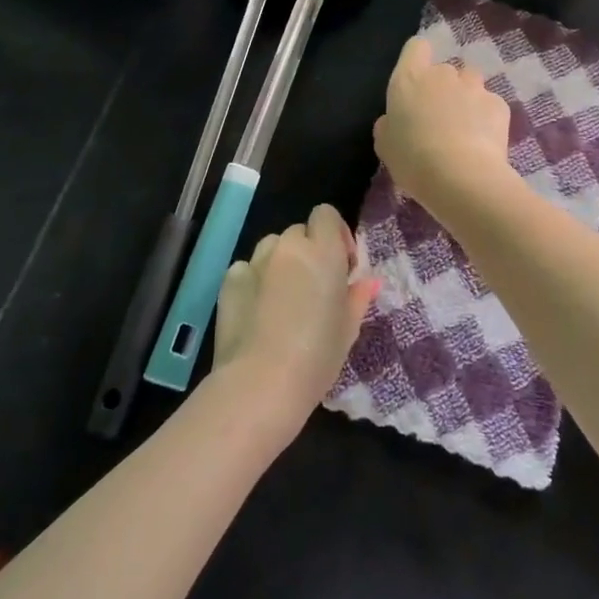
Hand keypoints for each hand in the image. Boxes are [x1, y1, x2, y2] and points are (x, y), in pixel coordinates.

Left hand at [214, 204, 378, 419]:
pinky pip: (247, 268)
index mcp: (323, 252)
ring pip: (272, 247)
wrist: (260, 384)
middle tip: (313, 288)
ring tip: (283, 299)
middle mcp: (288, 247)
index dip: (334, 234)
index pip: (326, 214)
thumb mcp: (348, 329)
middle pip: (299, 232)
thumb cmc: (317, 357)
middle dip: (308, 251)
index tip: (341, 265)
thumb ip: (358, 297)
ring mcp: (255, 261)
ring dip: (281, 263)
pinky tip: (257, 311)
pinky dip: (255, 281)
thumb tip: (368, 281)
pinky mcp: (230, 280)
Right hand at [374, 37, 513, 210]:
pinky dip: (487, 118)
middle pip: (444, 70)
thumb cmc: (413, 160)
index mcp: (409, 79)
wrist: (461, 177)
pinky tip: (483, 143)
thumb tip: (395, 120)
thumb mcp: (386, 146)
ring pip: (470, 83)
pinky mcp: (499, 104)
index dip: (418, 59)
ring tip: (465, 128)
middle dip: (443, 88)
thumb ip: (389, 124)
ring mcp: (474, 87)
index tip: (417, 82)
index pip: (416, 47)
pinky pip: (490, 104)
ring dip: (466, 98)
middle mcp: (442, 75)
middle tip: (439, 120)